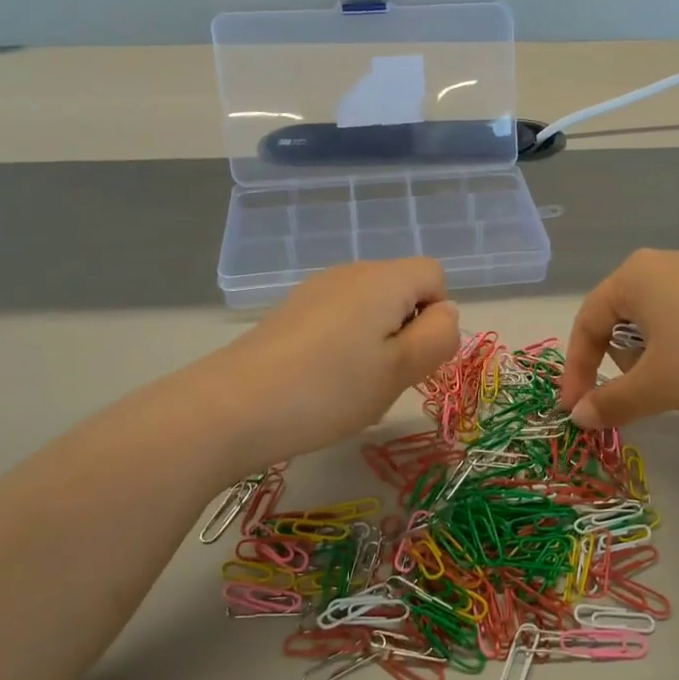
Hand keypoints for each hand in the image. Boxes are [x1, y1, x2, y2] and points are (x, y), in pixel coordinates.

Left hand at [199, 259, 460, 471]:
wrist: (233, 406)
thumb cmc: (330, 389)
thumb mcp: (400, 370)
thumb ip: (438, 337)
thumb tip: (445, 313)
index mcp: (384, 279)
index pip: (435, 275)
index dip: (437, 315)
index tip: (414, 356)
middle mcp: (351, 273)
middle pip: (402, 290)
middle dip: (407, 331)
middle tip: (386, 377)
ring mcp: (316, 290)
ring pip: (371, 309)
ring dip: (377, 342)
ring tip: (353, 385)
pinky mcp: (292, 312)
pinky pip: (339, 320)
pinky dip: (345, 346)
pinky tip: (322, 382)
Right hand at [558, 250, 678, 428]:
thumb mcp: (656, 385)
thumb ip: (610, 401)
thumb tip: (578, 418)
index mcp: (634, 275)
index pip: (587, 322)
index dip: (577, 370)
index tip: (578, 410)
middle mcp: (662, 264)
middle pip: (618, 320)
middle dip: (622, 362)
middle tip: (644, 391)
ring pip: (653, 322)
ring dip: (652, 358)